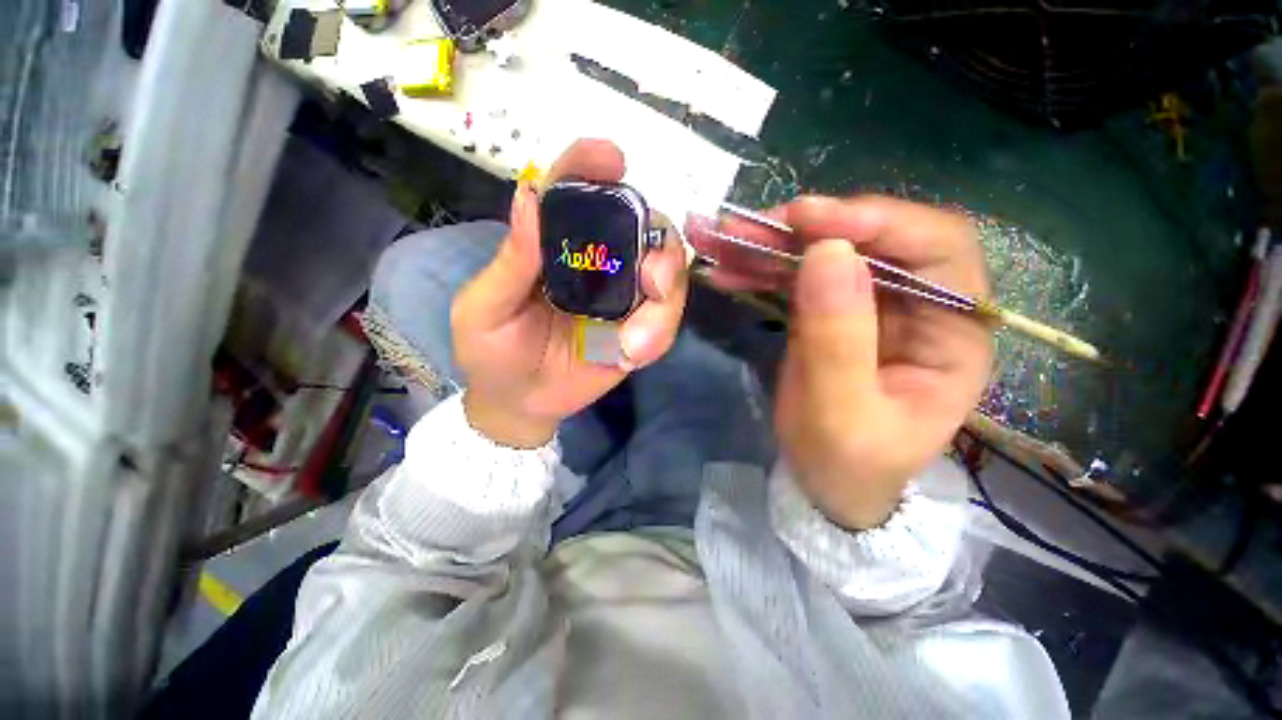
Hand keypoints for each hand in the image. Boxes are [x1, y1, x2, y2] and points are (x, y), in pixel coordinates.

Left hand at [451, 140, 689, 446]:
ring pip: (666, 274)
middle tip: (651, 276)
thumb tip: (529, 195)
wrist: (520, 402)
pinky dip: (660, 331)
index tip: (612, 159)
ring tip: (637, 339)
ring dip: (666, 296)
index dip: (592, 167)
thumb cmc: (492, 353)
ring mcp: (623, 297)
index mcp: (555, 247)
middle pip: (643, 228)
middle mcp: (598, 263)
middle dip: (659, 243)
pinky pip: (666, 320)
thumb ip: (511, 262)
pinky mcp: (639, 330)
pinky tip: (634, 353)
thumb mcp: (486, 310)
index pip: (576, 193)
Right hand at [691, 196, 991, 528]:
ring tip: (724, 242)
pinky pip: (797, 276)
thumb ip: (838, 339)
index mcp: (953, 335)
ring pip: (826, 253)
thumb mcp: (841, 415)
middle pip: (873, 240)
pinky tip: (728, 268)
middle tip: (747, 228)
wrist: (825, 485)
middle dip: (807, 228)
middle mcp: (918, 307)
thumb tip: (828, 254)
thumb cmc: (845, 464)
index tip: (808, 219)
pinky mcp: (829, 311)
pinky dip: (760, 269)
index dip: (877, 222)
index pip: (937, 249)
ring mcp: (869, 305)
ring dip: (773, 244)